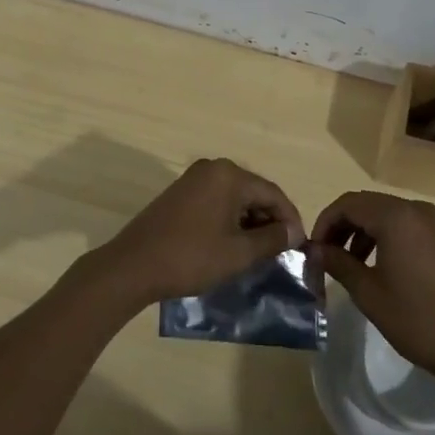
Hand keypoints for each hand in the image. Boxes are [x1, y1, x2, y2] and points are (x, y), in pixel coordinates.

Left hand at [93, 158, 303, 306]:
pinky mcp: (180, 193)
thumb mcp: (238, 253)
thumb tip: (293, 232)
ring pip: (235, 197)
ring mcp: (193, 179)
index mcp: (229, 175)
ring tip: (260, 251)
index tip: (300, 247)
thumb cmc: (191, 257)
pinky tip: (233, 243)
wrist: (134, 265)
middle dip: (270, 220)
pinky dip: (230, 219)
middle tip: (281, 251)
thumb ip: (271, 239)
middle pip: (254, 192)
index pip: (273, 193)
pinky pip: (217, 201)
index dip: (290, 220)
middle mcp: (212, 168)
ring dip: (250, 221)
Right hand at [311, 191, 434, 388]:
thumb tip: (315, 250)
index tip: (314, 249)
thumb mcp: (368, 293)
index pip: (348, 204)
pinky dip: (389, 237)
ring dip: (365, 232)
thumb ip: (338, 263)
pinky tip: (383, 267)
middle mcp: (418, 210)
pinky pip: (409, 226)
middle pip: (368, 205)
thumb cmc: (417, 320)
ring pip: (389, 215)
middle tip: (328, 255)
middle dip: (343, 226)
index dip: (325, 223)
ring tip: (353, 264)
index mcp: (396, 217)